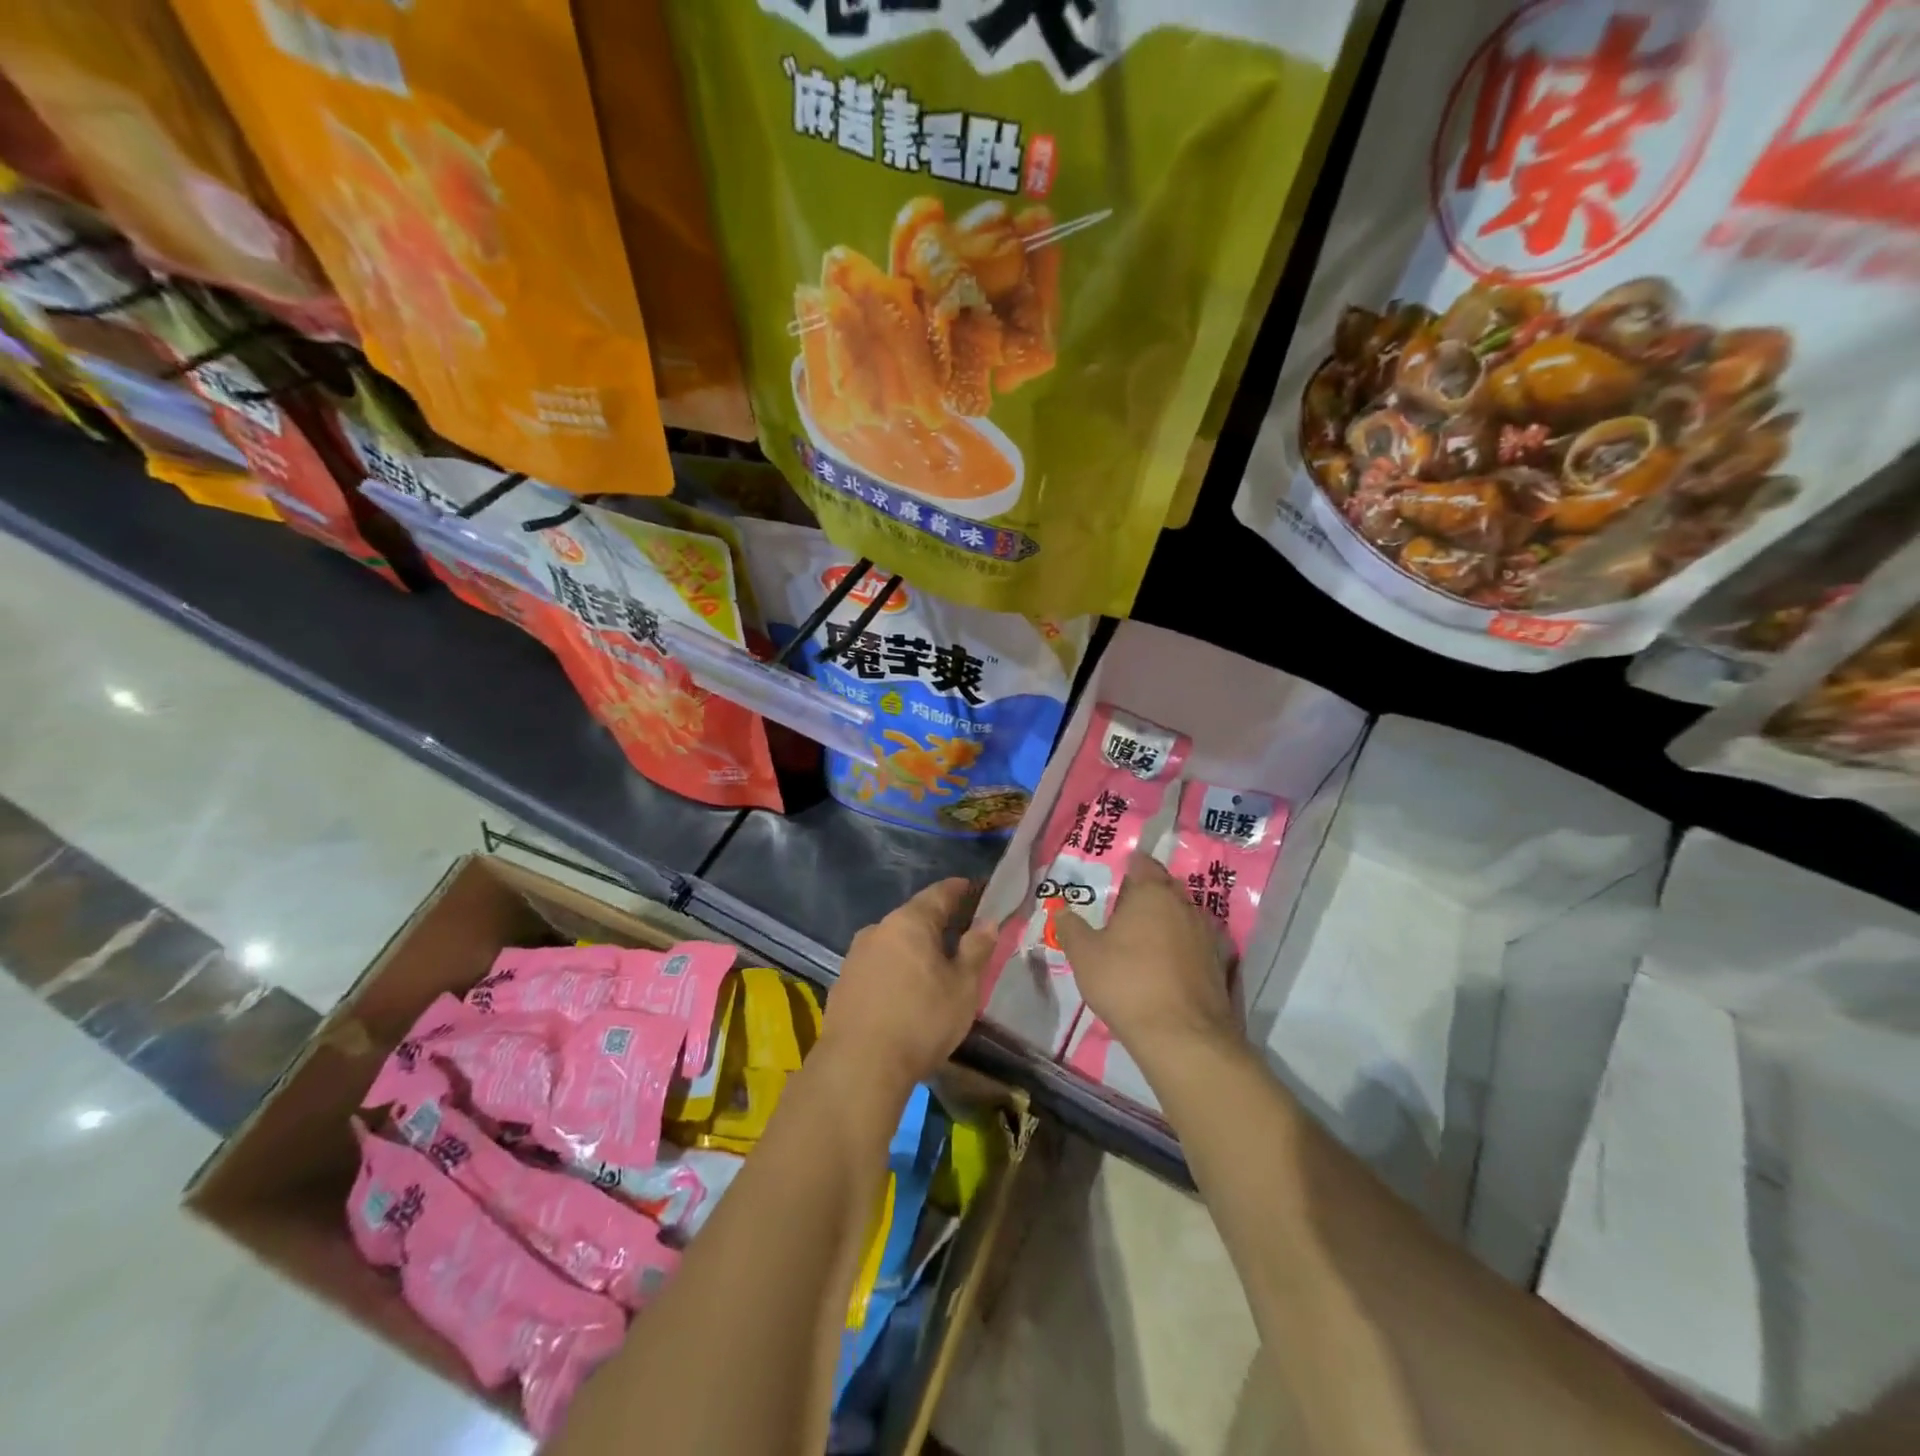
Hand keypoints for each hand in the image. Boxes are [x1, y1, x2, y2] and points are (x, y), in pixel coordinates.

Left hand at [819, 877, 994, 1093]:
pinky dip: (894, 970)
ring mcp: (855, 956)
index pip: (939, 893)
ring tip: (932, 967)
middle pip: (913, 917)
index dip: (959, 889)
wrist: (859, 1067)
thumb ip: (976, 950)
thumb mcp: (963, 987)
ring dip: (913, 949)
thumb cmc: (921, 1021)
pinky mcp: (842, 983)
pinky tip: (904, 992)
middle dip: (936, 923)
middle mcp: (878, 929)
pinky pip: (877, 966)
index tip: (973, 887)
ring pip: (893, 943)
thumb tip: (988, 922)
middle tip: (959, 934)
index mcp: (909, 922)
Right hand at [1054, 852, 1236, 1068]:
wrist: (1182, 1036)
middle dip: (1145, 894)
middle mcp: (1184, 904)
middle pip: (1164, 887)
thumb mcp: (1084, 955)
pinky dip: (1180, 947)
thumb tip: (1062, 911)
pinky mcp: (1218, 962)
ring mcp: (1206, 933)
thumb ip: (1071, 927)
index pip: (1142, 863)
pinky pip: (1193, 942)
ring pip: (1181, 915)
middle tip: (1121, 911)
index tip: (1112, 879)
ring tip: (1141, 940)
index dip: (1127, 867)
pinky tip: (1164, 966)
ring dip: (1164, 921)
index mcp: (1152, 892)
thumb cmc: (1126, 983)